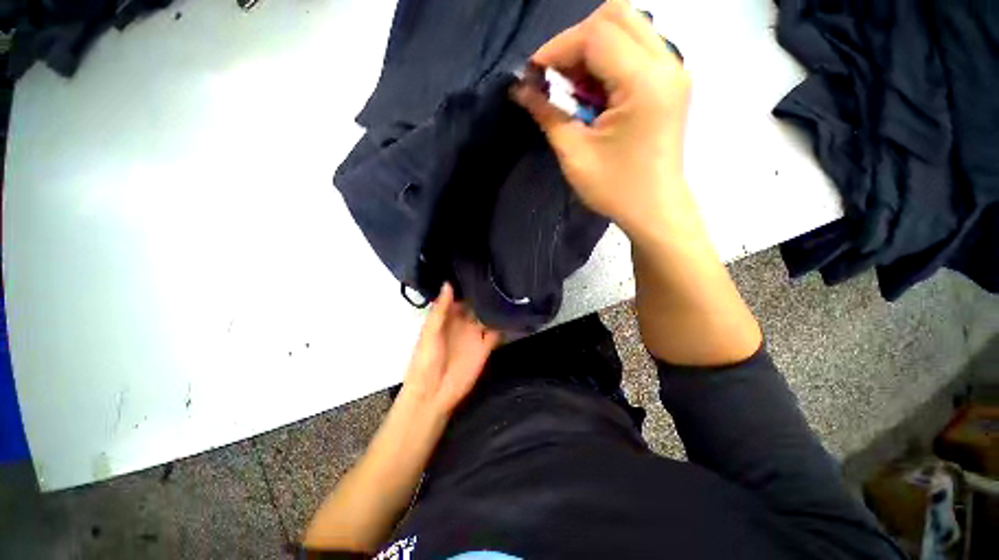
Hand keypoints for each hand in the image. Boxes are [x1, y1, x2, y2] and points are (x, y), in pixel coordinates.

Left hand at [399, 283, 500, 416]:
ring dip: (496, 306)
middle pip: (476, 304)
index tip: (478, 268)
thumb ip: (440, 310)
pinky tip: (512, 312)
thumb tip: (448, 283)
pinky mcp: (485, 346)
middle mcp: (463, 322)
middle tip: (498, 273)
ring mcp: (475, 334)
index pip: (459, 296)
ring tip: (508, 288)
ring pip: (487, 316)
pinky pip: (496, 332)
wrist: (434, 393)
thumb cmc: (425, 360)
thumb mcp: (429, 333)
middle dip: (485, 292)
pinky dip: (504, 324)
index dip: (467, 284)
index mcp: (447, 317)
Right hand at [512, 0, 692, 238]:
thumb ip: (548, 113)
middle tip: (556, 78)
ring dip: (591, 49)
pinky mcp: (671, 80)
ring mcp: (673, 69)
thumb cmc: (614, 189)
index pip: (595, 34)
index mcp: (644, 83)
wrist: (654, 209)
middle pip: (616, 15)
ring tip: (574, 87)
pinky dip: (608, 59)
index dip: (556, 48)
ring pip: (627, 26)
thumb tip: (520, 89)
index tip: (533, 75)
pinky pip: (636, 47)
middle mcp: (666, 64)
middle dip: (575, 41)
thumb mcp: (574, 154)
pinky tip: (595, 91)